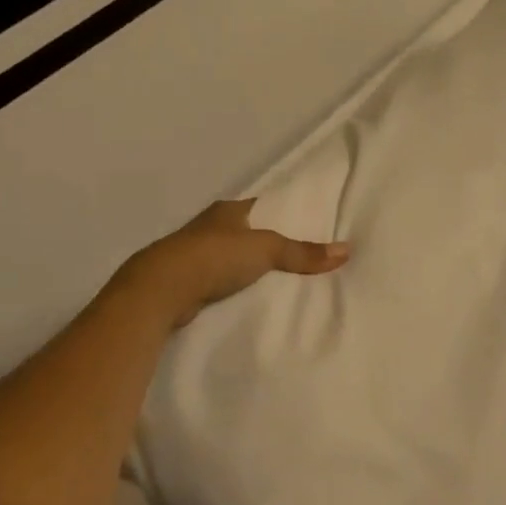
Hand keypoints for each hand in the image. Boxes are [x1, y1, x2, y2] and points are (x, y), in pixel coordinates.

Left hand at [110, 200, 349, 328]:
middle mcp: (212, 228)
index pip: (264, 206)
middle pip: (250, 233)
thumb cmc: (213, 257)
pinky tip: (255, 298)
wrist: (159, 291)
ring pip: (234, 259)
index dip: (286, 213)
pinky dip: (237, 288)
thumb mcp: (265, 250)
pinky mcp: (189, 283)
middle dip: (272, 243)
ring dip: (252, 268)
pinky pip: (223, 282)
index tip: (311, 224)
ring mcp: (197, 256)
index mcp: (228, 210)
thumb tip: (347, 250)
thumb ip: (302, 253)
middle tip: (306, 256)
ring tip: (286, 280)